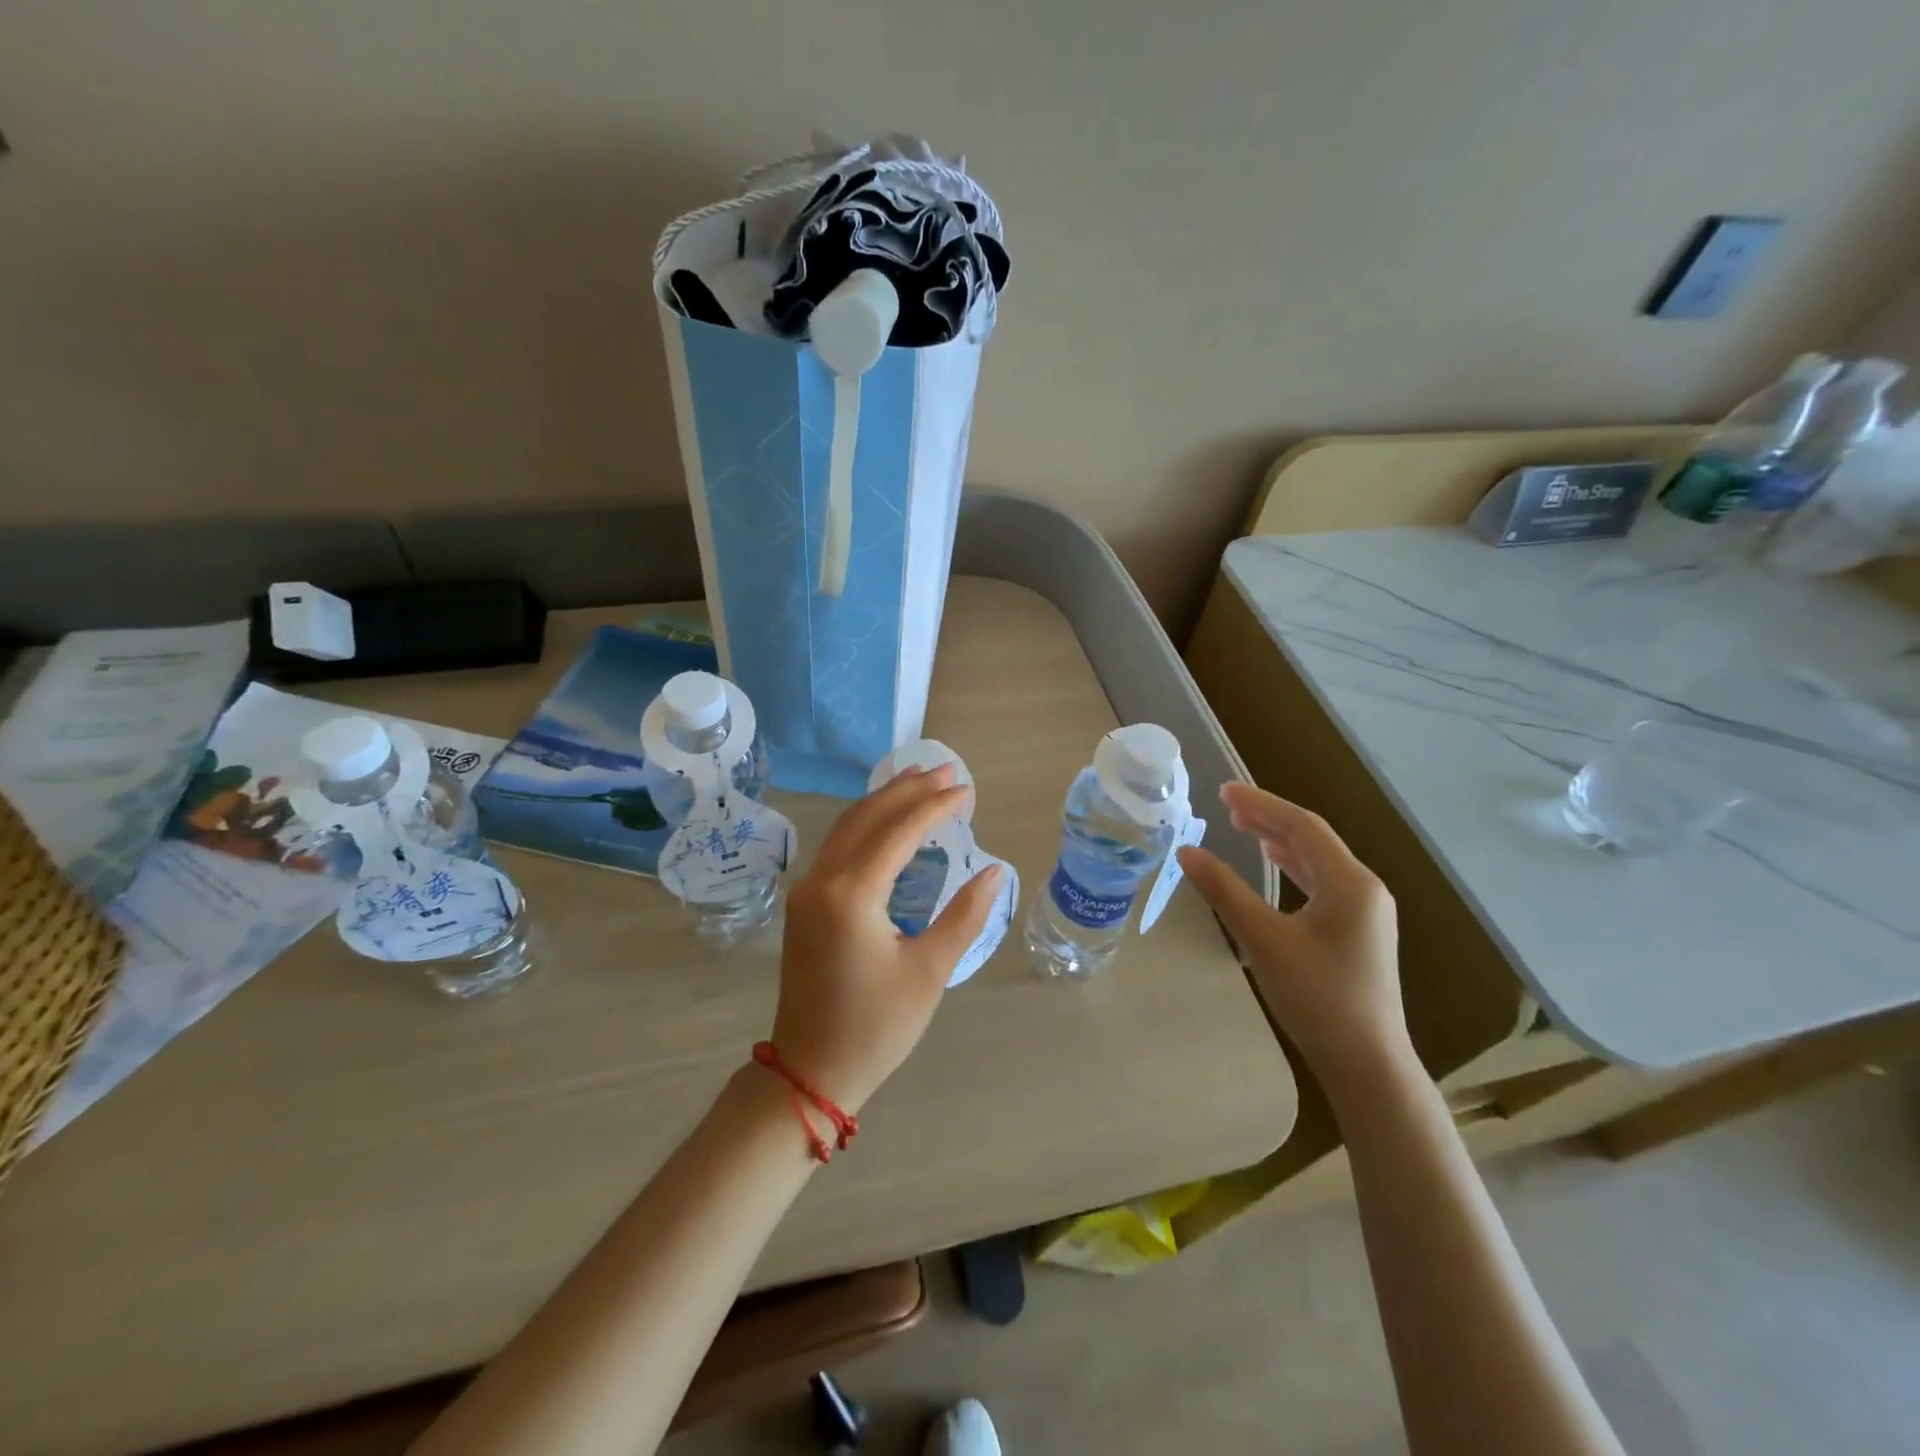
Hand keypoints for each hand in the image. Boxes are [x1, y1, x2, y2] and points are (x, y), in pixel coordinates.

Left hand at [771, 766, 1001, 1113]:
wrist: (810, 1070)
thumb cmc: (876, 1026)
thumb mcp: (929, 971)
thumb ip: (965, 915)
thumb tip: (995, 871)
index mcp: (852, 894)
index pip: (899, 831)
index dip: (936, 807)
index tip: (967, 790)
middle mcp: (822, 880)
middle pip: (867, 816)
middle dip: (908, 789)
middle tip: (946, 771)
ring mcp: (807, 890)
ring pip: (847, 827)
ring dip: (884, 801)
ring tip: (919, 780)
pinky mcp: (804, 903)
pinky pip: (837, 846)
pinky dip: (866, 825)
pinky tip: (888, 822)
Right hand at [1177, 784, 1408, 1089]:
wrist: (1367, 1063)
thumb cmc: (1316, 997)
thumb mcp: (1262, 939)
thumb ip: (1224, 890)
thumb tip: (1186, 851)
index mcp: (1350, 882)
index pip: (1302, 826)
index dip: (1261, 804)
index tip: (1223, 791)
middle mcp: (1365, 888)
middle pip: (1313, 839)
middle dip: (1269, 818)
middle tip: (1227, 806)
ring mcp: (1366, 911)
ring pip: (1319, 860)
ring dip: (1281, 840)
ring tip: (1245, 827)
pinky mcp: (1360, 932)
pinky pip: (1324, 882)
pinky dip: (1294, 866)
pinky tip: (1276, 865)